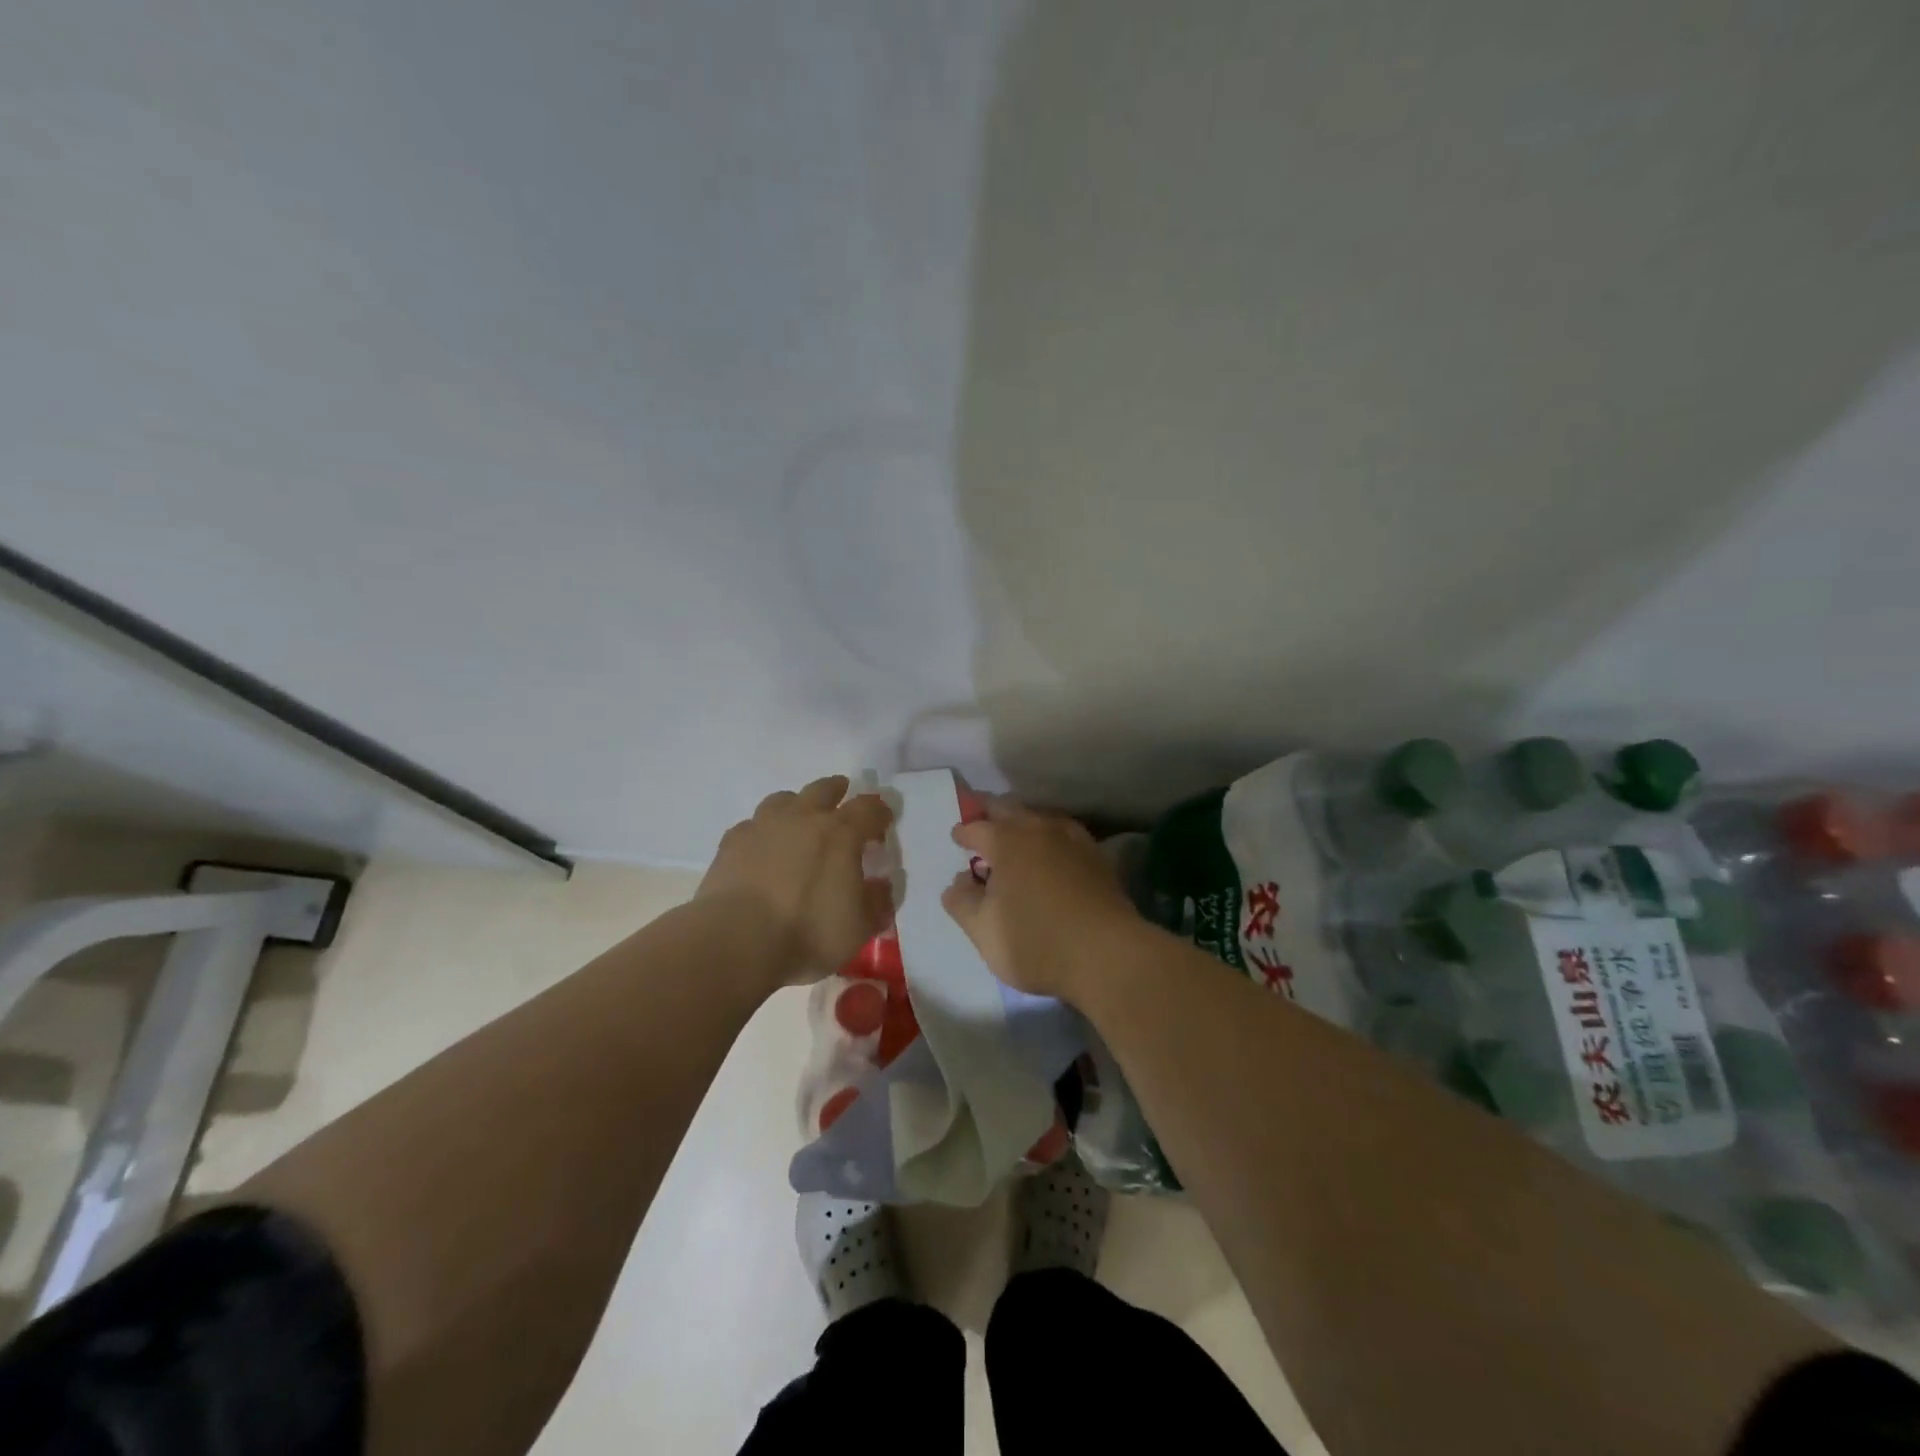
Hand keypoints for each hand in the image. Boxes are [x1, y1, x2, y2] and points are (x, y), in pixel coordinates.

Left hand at [697, 775, 894, 990]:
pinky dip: (763, 832)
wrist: (736, 940)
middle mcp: (803, 818)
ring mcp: (763, 826)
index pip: (869, 808)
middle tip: (843, 800)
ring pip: (783, 799)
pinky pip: (752, 825)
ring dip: (797, 805)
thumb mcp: (860, 928)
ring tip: (800, 822)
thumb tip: (881, 886)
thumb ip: (877, 902)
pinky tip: (762, 850)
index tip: (884, 821)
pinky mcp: (731, 843)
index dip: (881, 812)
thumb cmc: (807, 932)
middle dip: (838, 791)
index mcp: (841, 833)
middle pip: (824, 789)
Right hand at [940, 799, 1138, 1001]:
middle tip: (981, 822)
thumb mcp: (983, 931)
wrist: (1108, 955)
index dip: (963, 832)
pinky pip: (1065, 833)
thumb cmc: (1036, 942)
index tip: (957, 838)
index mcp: (1006, 842)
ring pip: (1040, 816)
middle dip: (991, 813)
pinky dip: (1050, 836)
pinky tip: (1052, 852)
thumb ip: (962, 902)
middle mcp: (1039, 829)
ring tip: (1015, 835)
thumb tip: (958, 882)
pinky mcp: (1097, 856)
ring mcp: (1073, 839)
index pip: (976, 827)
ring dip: (1023, 821)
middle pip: (1010, 808)